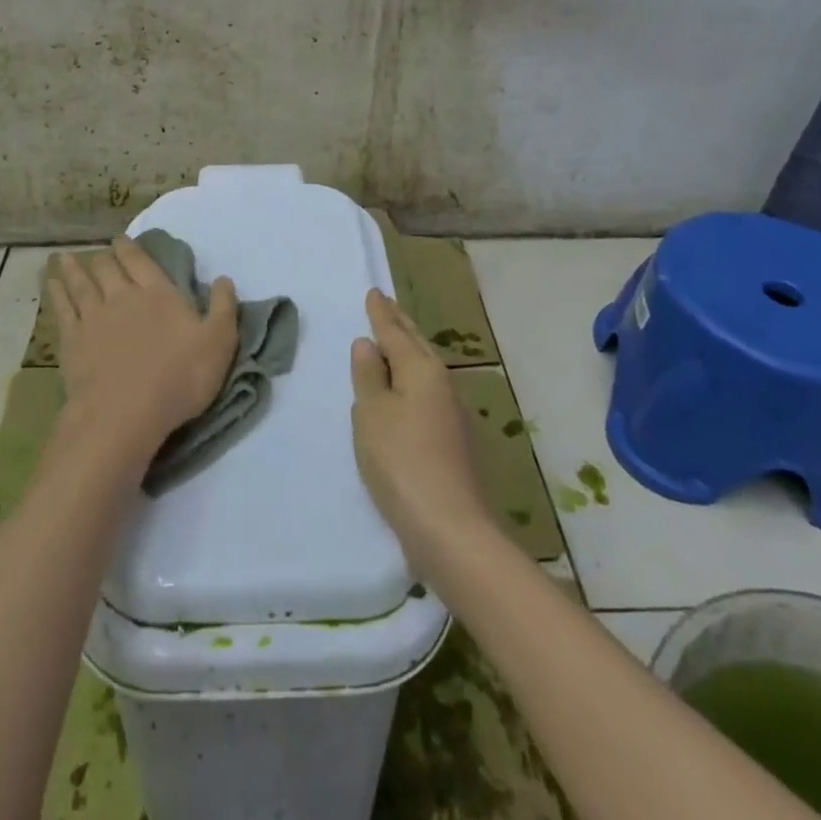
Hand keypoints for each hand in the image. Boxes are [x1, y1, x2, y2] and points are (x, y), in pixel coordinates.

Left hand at [48, 238, 238, 463]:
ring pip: (80, 283)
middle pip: (108, 268)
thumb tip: (224, 279)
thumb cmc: (179, 377)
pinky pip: (62, 308)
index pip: (141, 261)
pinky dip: (56, 293)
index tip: (121, 239)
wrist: (125, 412)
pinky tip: (50, 285)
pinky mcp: (72, 340)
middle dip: (103, 257)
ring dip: (73, 268)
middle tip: (99, 253)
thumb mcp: (219, 342)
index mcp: (158, 293)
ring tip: (63, 259)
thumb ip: (223, 308)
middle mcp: (123, 296)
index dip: (130, 248)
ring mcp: (93, 317)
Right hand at [350, 288, 491, 580]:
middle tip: (387, 305)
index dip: (381, 313)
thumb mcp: (372, 414)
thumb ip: (368, 376)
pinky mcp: (453, 440)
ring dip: (409, 351)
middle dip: (400, 324)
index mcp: (421, 370)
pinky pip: (427, 393)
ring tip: (394, 341)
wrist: (449, 527)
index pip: (395, 333)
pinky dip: (412, 380)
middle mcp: (441, 384)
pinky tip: (406, 391)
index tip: (374, 292)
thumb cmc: (401, 461)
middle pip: (417, 345)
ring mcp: (452, 413)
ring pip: (425, 369)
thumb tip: (368, 344)